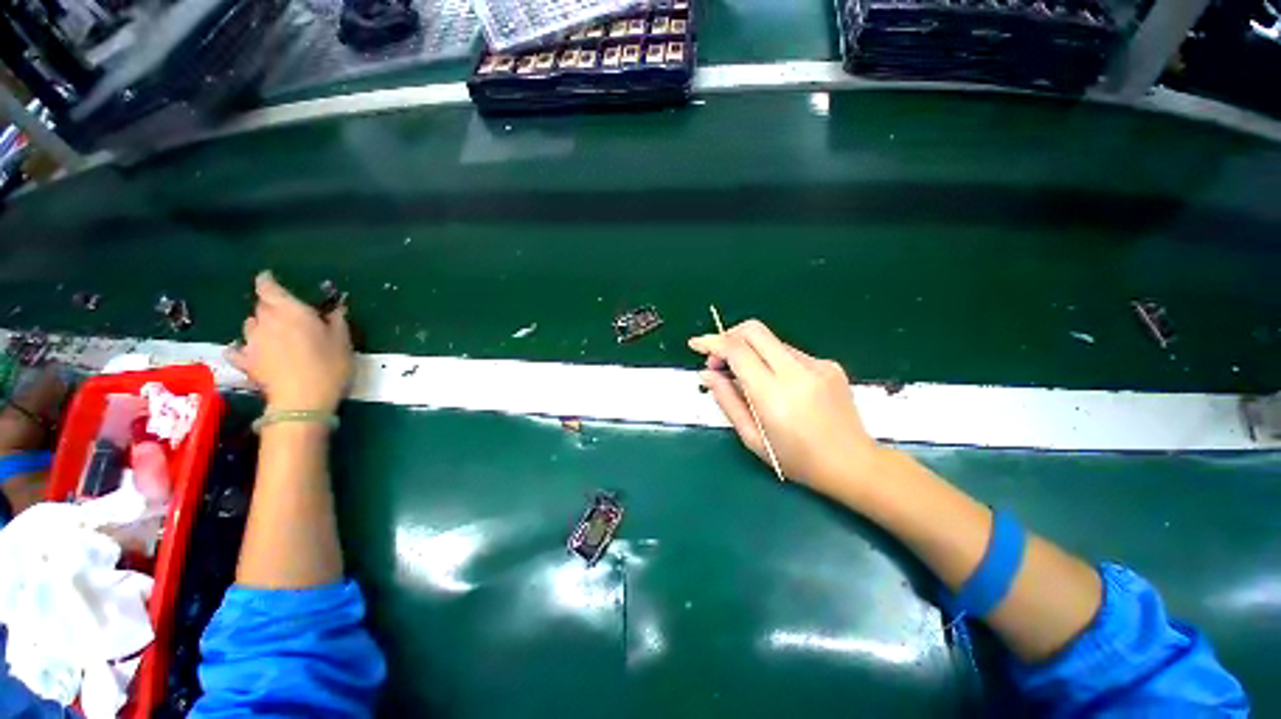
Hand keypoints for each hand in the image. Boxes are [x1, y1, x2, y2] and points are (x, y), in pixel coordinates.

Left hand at [228, 271, 352, 413]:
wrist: (302, 401)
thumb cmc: (329, 365)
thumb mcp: (343, 341)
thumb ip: (337, 321)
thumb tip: (336, 308)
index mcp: (290, 311)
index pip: (268, 287)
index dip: (268, 282)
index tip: (270, 280)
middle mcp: (265, 321)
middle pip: (260, 306)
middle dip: (270, 307)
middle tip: (287, 315)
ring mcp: (252, 342)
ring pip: (250, 325)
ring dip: (260, 326)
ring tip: (274, 335)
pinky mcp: (246, 362)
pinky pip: (238, 350)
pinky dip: (242, 348)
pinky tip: (249, 353)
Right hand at [688, 320, 878, 494]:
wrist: (853, 463)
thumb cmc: (796, 459)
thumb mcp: (752, 437)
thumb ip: (727, 401)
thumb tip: (707, 375)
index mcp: (774, 395)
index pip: (737, 351)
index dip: (712, 342)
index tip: (696, 344)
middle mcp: (796, 372)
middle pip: (754, 331)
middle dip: (729, 336)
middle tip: (719, 359)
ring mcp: (817, 365)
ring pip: (771, 341)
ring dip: (751, 351)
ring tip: (747, 378)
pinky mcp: (829, 365)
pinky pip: (790, 353)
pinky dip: (773, 361)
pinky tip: (776, 385)